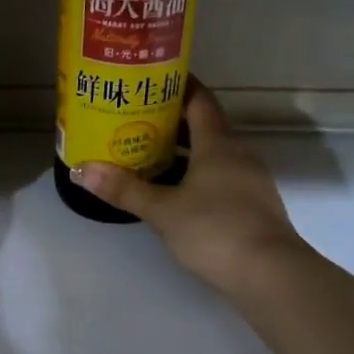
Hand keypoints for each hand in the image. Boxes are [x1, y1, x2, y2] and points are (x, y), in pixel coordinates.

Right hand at [73, 83, 305, 294]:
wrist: (271, 275)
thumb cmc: (215, 231)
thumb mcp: (162, 211)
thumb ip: (124, 189)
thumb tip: (82, 170)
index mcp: (218, 143)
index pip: (199, 99)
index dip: (177, 85)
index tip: (150, 79)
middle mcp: (238, 153)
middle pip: (205, 125)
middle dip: (172, 119)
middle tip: (136, 117)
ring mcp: (250, 180)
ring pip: (213, 153)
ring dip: (185, 150)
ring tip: (149, 152)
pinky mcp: (254, 206)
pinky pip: (221, 176)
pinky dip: (198, 174)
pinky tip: (177, 190)